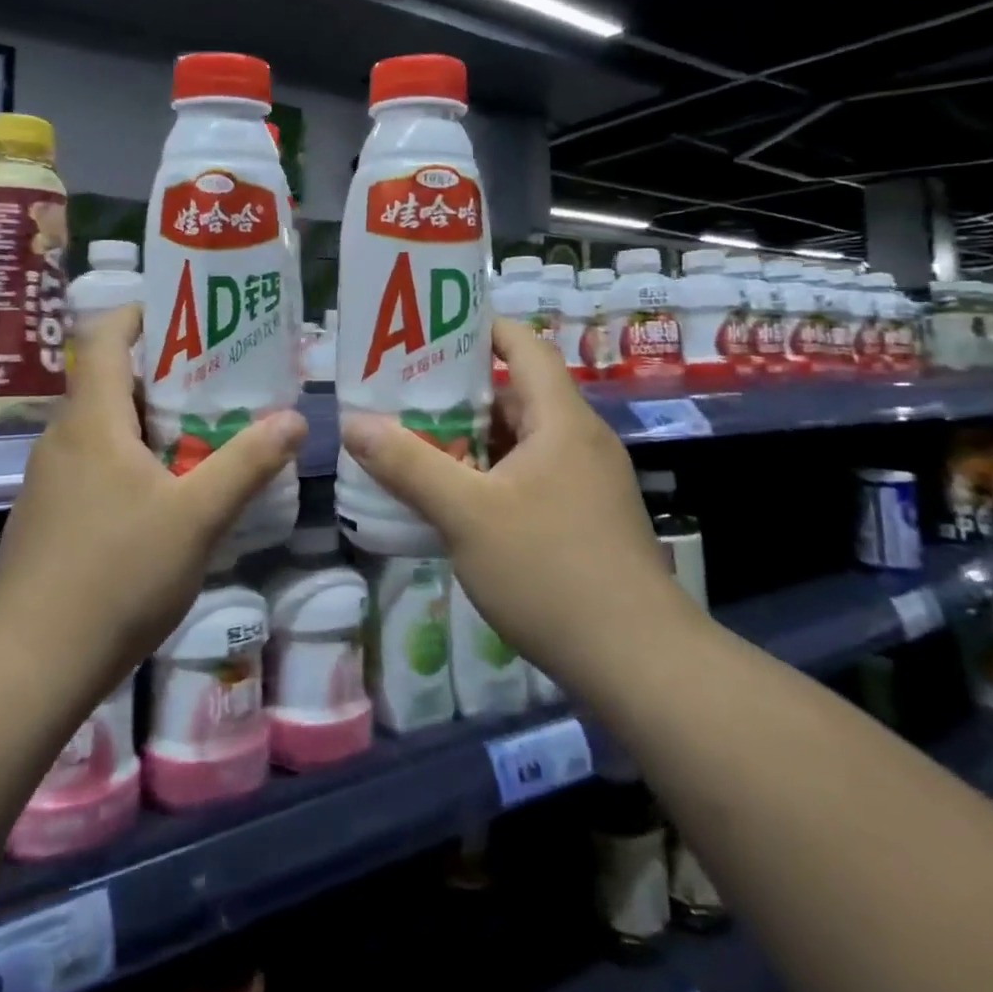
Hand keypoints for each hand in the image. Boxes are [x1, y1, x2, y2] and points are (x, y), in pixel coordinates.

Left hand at [0, 304, 305, 710]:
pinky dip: (131, 459)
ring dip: (151, 421)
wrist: (30, 664)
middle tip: (220, 381)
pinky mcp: (48, 516)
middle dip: (165, 374)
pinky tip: (166, 495)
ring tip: (205, 434)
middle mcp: (62, 438)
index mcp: (92, 420)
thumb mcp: (197, 517)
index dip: (141, 314)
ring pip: (104, 428)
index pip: (106, 337)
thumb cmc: (116, 575)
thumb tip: (295, 419)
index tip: (188, 314)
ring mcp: (49, 479)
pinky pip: (94, 464)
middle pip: (111, 381)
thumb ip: (247, 464)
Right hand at [340, 319, 689, 691]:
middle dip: (459, 393)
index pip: (524, 346)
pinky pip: (530, 477)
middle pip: (516, 395)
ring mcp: (587, 483)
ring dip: (471, 440)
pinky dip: (491, 476)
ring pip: (521, 442)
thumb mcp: (467, 515)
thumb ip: (408, 465)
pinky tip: (454, 501)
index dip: (480, 328)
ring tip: (415, 446)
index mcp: (561, 420)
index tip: (430, 332)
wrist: (638, 663)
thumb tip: (354, 424)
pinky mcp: (586, 520)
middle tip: (402, 397)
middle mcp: (580, 441)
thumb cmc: (551, 570)